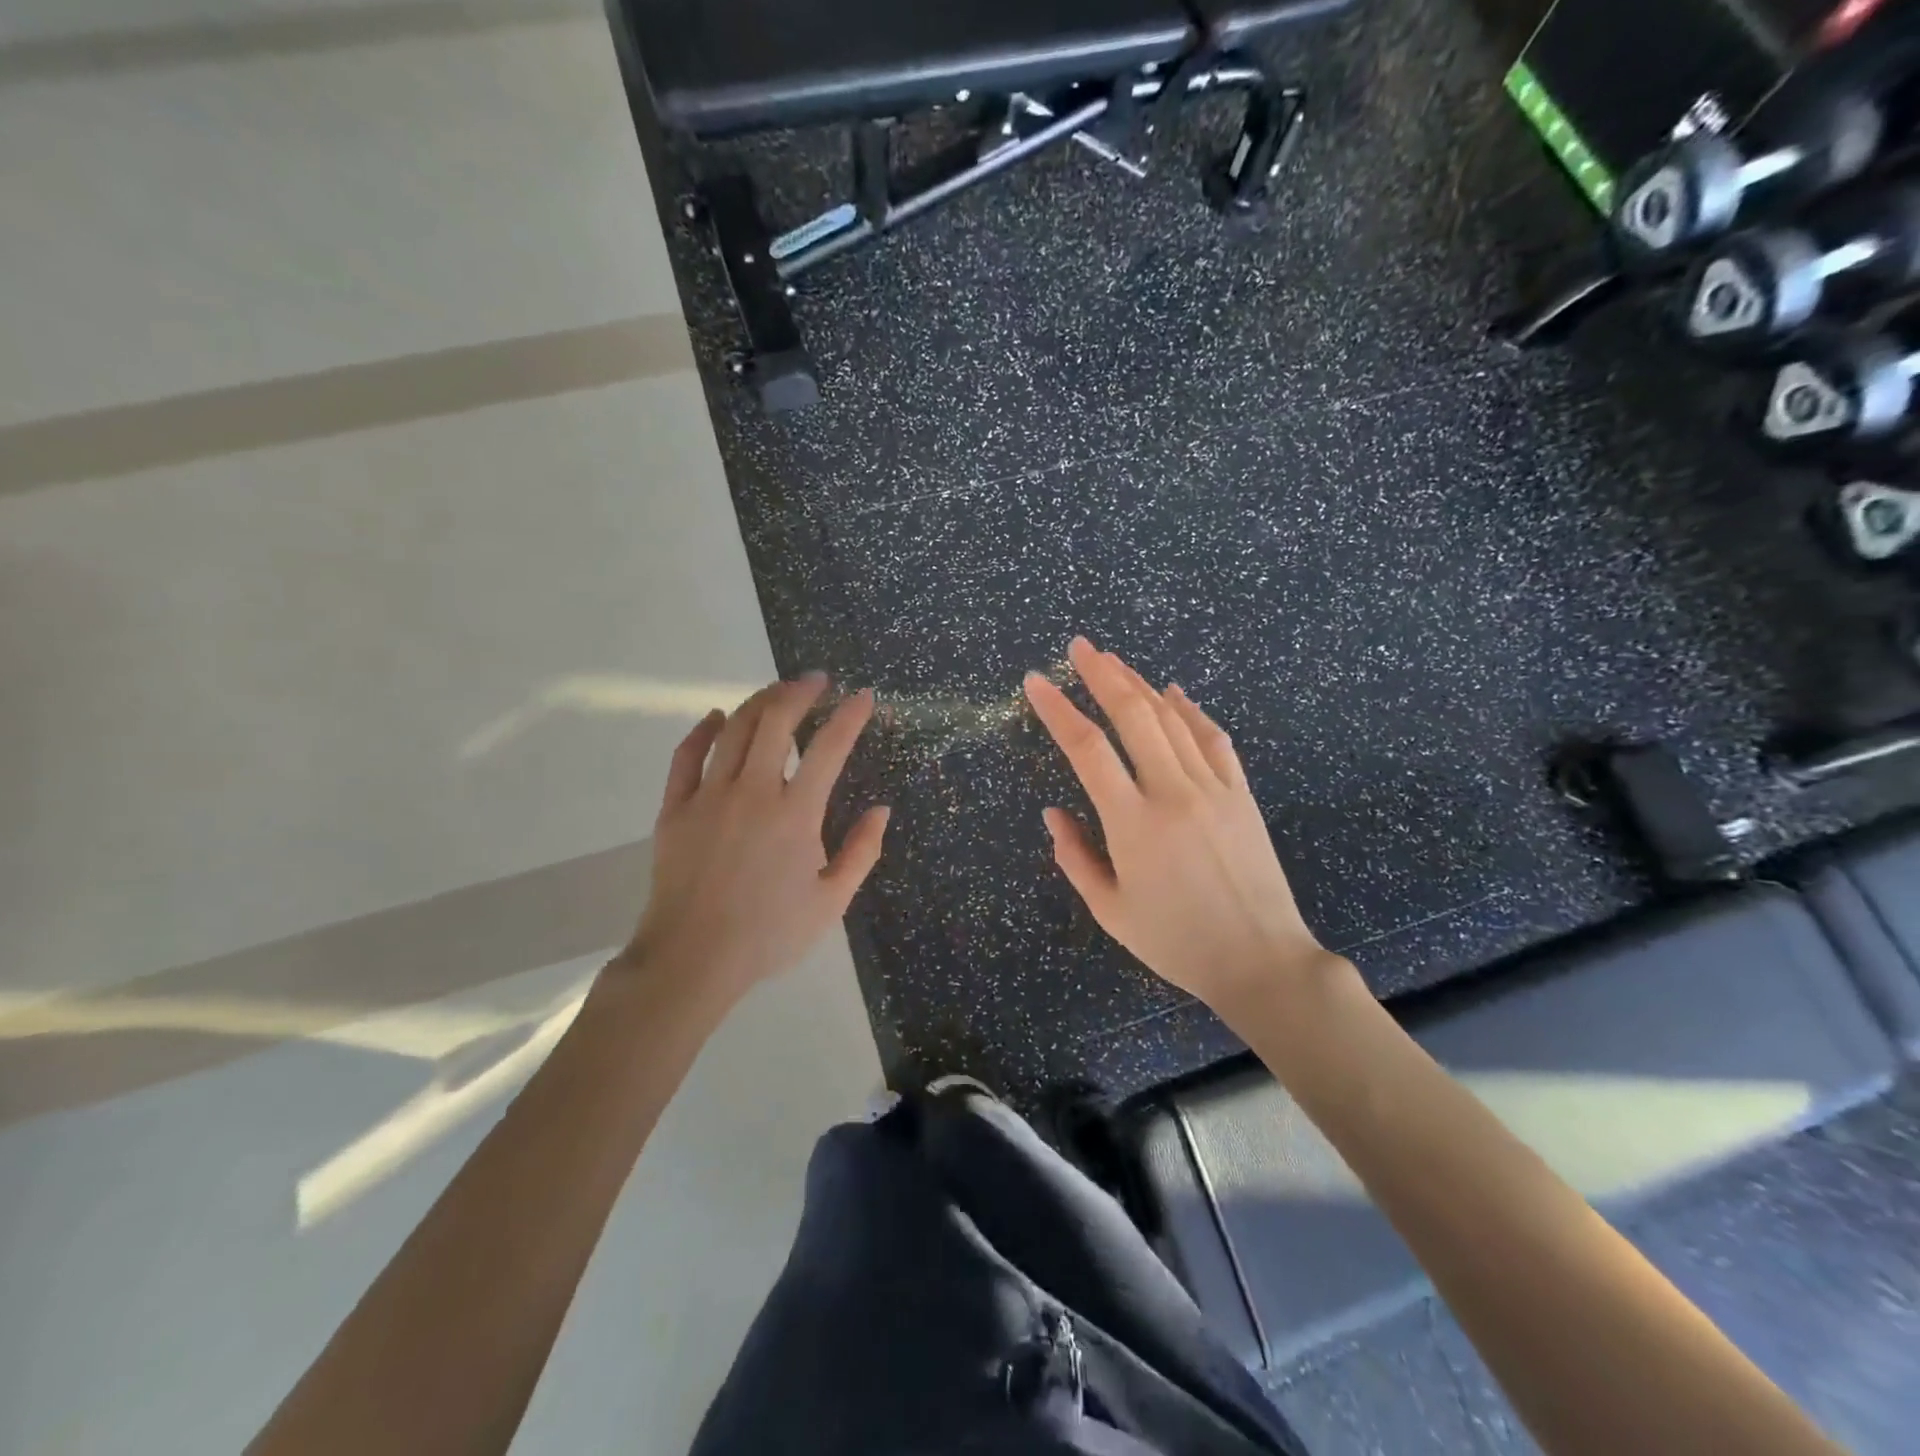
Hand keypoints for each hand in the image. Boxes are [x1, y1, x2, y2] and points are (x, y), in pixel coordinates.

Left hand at [619, 673, 888, 1006]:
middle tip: (816, 681)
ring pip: (734, 730)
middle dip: (800, 691)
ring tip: (778, 692)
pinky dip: (703, 730)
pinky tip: (717, 718)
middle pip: (775, 721)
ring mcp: (708, 797)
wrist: (693, 960)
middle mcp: (753, 792)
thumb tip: (881, 810)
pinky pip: (686, 756)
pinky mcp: (675, 809)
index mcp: (796, 814)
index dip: (850, 716)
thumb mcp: (831, 902)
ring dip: (759, 702)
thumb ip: (861, 852)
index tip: (863, 696)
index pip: (829, 747)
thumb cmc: (769, 934)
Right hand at [1024, 638, 1336, 1021]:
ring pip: (1172, 719)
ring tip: (1114, 661)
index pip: (1087, 750)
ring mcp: (1213, 788)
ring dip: (1140, 684)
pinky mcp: (1241, 793)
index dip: (1057, 710)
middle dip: (1102, 674)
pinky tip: (1175, 693)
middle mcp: (1172, 793)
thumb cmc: (1177, 942)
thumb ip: (1075, 857)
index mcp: (1133, 824)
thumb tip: (1053, 812)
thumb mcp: (1110, 910)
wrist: (1261, 960)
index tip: (1036, 682)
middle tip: (1079, 647)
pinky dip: (1191, 711)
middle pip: (1133, 715)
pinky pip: (1213, 739)